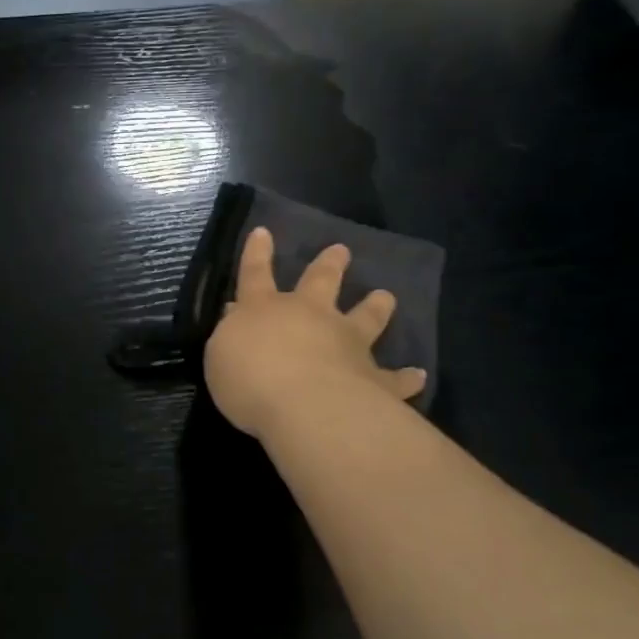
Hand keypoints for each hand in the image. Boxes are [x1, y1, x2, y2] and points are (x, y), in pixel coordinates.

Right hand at [204, 227, 426, 442]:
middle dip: (329, 265)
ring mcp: (348, 343)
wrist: (308, 407)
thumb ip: (230, 336)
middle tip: (342, 250)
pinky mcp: (375, 378)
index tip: (264, 232)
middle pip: (321, 282)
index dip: (257, 253)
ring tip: (386, 296)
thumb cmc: (251, 380)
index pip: (255, 274)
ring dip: (376, 306)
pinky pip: (394, 377)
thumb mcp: (220, 357)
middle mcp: (310, 316)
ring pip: (366, 317)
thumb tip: (236, 318)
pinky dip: (406, 377)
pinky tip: (418, 375)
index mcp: (265, 310)